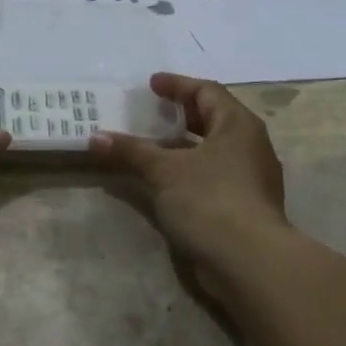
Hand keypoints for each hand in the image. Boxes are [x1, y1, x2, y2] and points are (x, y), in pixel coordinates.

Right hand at [88, 73, 289, 279]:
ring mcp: (251, 177)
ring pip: (213, 148)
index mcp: (237, 125)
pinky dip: (189, 168)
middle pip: (213, 118)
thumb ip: (131, 151)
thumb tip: (95, 138)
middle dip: (181, 113)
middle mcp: (250, 145)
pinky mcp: (245, 205)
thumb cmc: (209, 200)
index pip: (207, 91)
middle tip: (152, 111)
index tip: (151, 84)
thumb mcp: (164, 171)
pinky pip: (213, 174)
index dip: (177, 85)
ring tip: (152, 144)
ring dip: (183, 144)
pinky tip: (166, 179)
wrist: (250, 261)